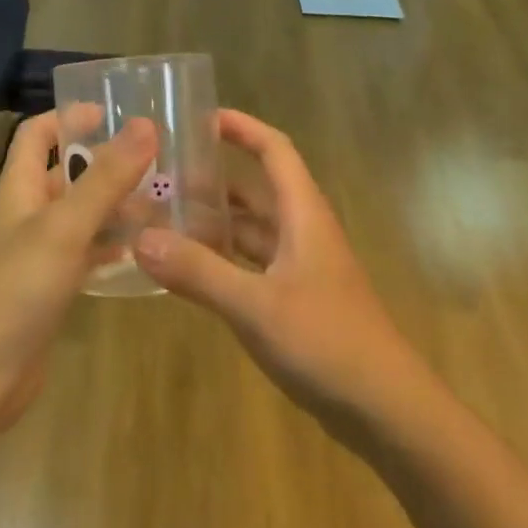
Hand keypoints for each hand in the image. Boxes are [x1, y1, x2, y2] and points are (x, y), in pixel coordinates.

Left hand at [0, 113, 156, 434]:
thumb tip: (144, 123)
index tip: (112, 112)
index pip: (36, 133)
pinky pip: (83, 253)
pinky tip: (142, 249)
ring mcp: (35, 254)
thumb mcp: (65, 226)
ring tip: (161, 201)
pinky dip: (109, 245)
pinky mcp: (47, 289)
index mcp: (17, 188)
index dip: (69, 117)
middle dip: (105, 163)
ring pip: (79, 215)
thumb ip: (105, 176)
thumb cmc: (16, 289)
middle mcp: (24, 214)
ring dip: (114, 205)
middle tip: (155, 160)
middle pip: (63, 173)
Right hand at [133, 111, 428, 442]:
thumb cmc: (327, 342)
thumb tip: (141, 238)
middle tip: (164, 175)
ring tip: (166, 218)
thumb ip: (199, 272)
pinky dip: (224, 260)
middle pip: (257, 188)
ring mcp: (302, 268)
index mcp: (302, 214)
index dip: (242, 127)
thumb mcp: (255, 305)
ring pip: (253, 230)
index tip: (200, 117)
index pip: (274, 150)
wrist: (386, 410)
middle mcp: (303, 231)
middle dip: (215, 178)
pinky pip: (253, 265)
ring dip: (216, 222)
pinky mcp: (298, 301)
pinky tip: (190, 272)